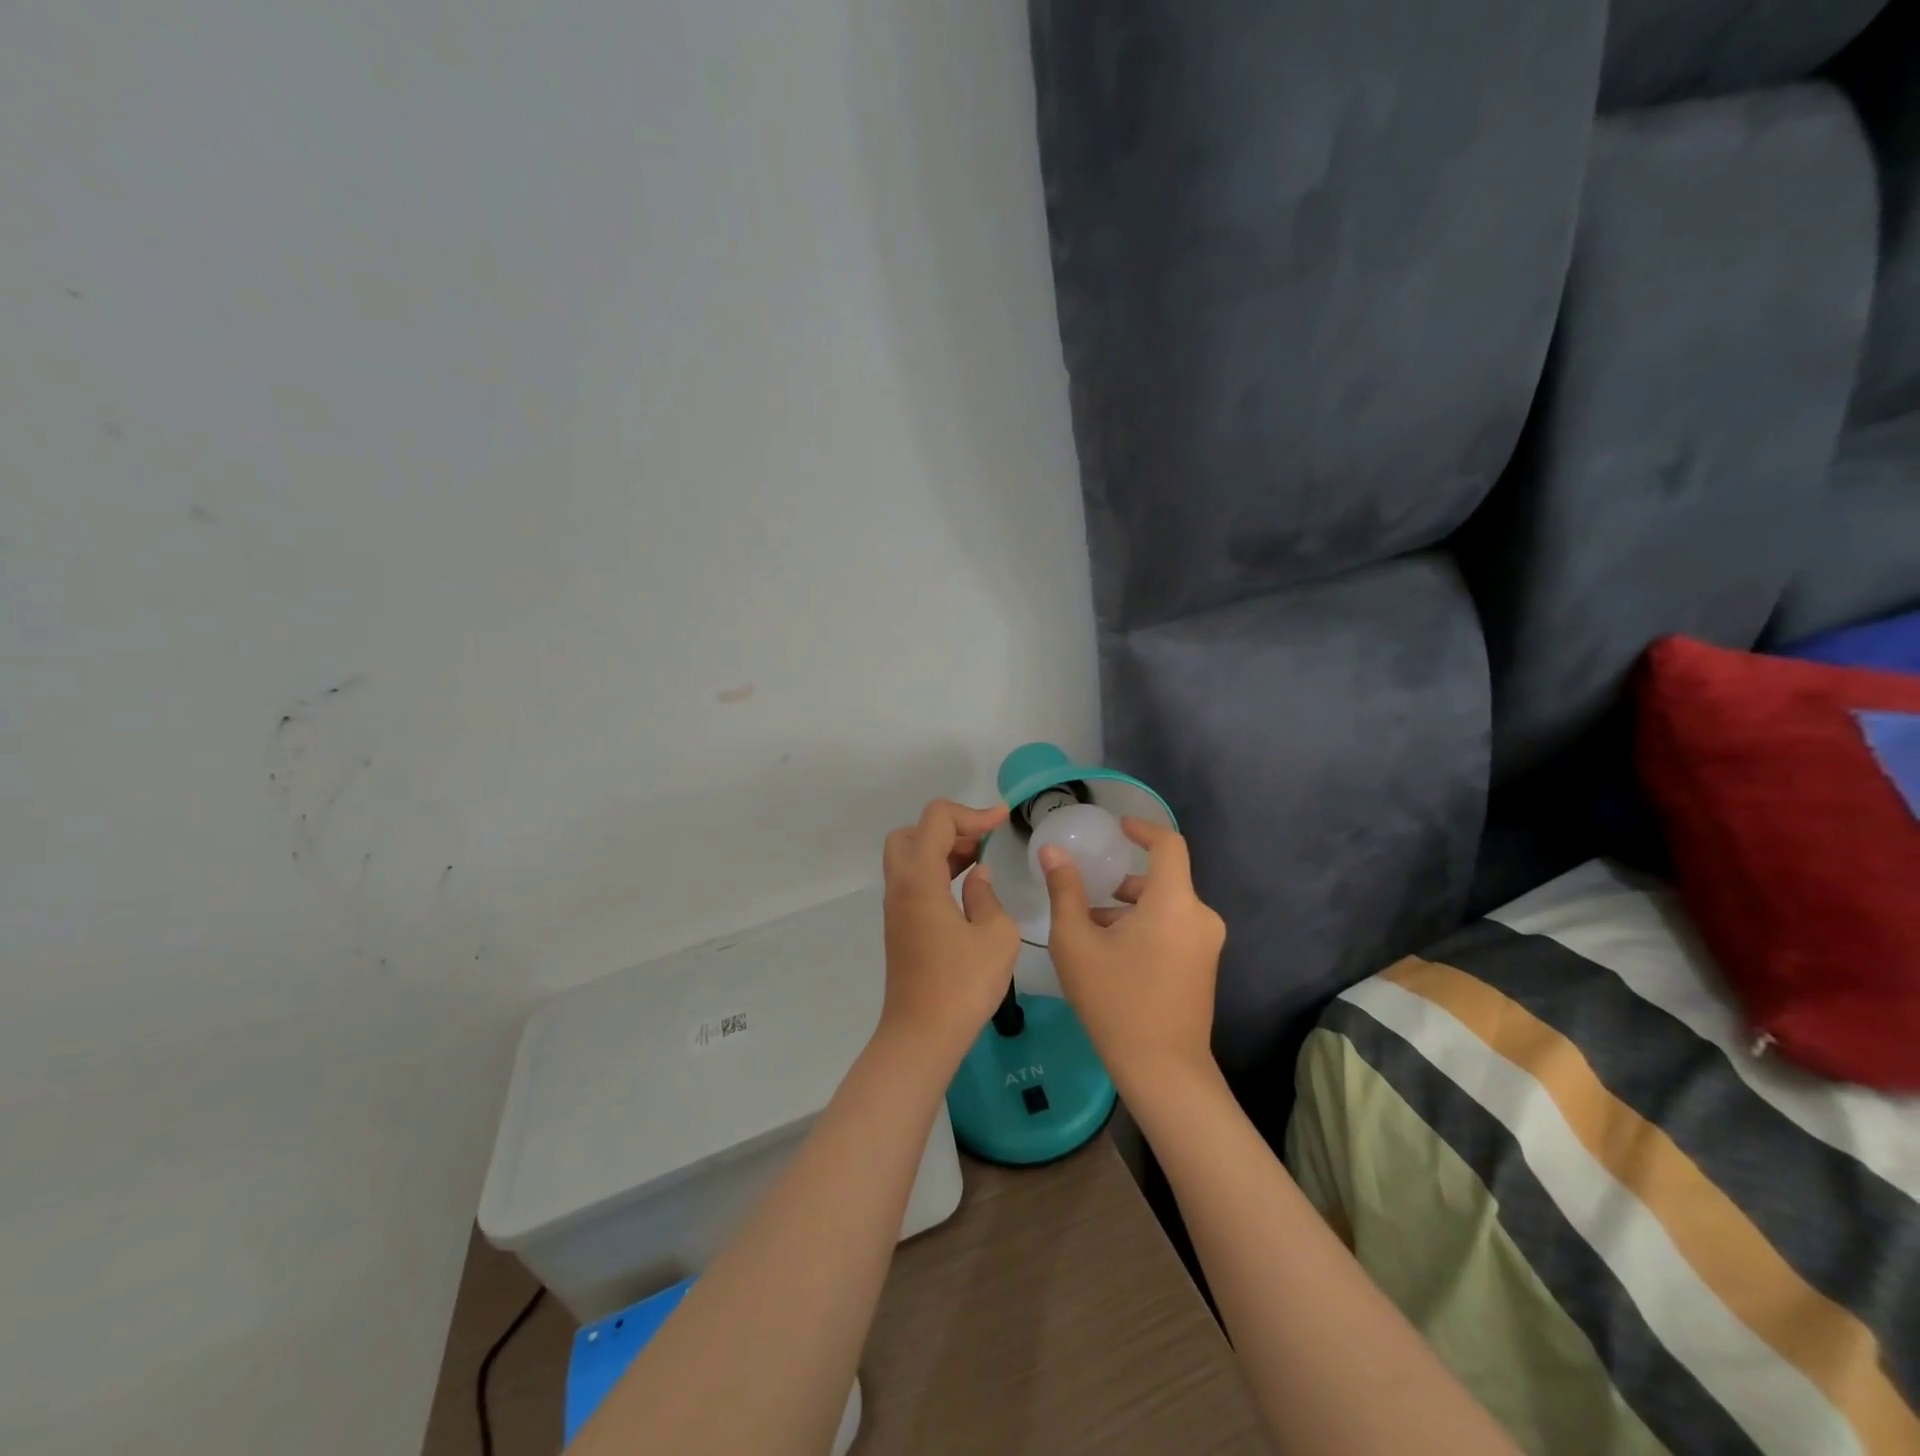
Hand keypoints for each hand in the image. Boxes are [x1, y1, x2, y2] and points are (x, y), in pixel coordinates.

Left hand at [879, 799, 1020, 1067]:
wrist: (921, 1035)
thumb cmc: (962, 984)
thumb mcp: (996, 936)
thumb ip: (988, 897)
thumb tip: (977, 878)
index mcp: (920, 879)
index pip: (936, 819)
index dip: (972, 813)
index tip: (1003, 822)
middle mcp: (901, 885)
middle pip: (912, 832)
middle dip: (949, 827)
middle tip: (982, 842)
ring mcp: (896, 907)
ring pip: (910, 857)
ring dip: (943, 849)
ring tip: (982, 859)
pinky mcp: (901, 926)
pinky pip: (915, 880)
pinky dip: (938, 870)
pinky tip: (968, 887)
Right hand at [1040, 817, 1224, 1090]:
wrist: (1163, 1070)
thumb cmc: (1115, 1000)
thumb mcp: (1076, 942)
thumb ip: (1064, 890)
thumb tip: (1052, 851)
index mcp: (1174, 902)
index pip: (1168, 844)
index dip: (1142, 828)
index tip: (1116, 828)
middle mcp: (1200, 916)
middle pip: (1162, 879)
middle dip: (1123, 881)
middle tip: (1086, 893)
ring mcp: (1207, 943)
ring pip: (1166, 906)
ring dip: (1130, 908)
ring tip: (1091, 929)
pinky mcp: (1204, 966)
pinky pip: (1174, 928)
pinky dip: (1145, 926)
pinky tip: (1112, 953)